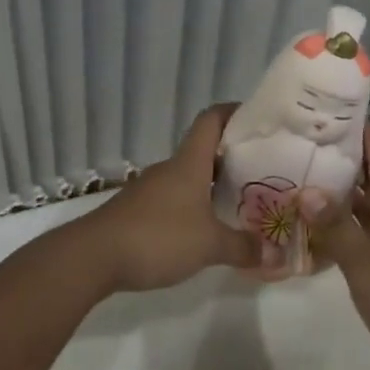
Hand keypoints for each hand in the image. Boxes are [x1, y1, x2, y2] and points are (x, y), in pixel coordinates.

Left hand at [79, 105, 261, 292]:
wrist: (93, 256)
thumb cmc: (157, 237)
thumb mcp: (209, 246)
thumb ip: (243, 248)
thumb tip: (276, 255)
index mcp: (189, 163)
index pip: (211, 120)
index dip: (233, 112)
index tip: (257, 118)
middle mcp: (170, 169)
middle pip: (203, 151)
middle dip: (231, 158)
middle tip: (260, 171)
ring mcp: (150, 189)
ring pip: (188, 178)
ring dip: (212, 186)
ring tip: (238, 203)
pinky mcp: (137, 212)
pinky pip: (173, 200)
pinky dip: (192, 207)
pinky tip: (203, 230)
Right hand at [312, 126, 369, 369]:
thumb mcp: (366, 263)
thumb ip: (336, 226)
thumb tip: (307, 189)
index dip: (358, 129)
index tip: (327, 109)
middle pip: (368, 179)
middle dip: (336, 161)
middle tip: (296, 146)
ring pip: (362, 210)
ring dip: (334, 198)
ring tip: (295, 184)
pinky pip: (361, 238)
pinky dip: (338, 232)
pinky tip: (311, 236)